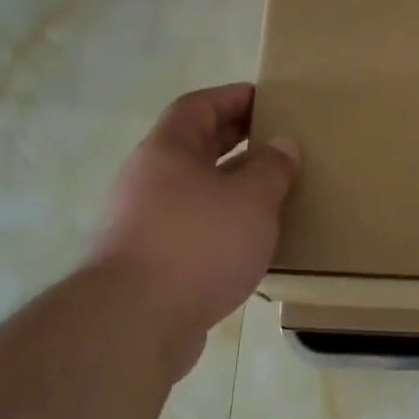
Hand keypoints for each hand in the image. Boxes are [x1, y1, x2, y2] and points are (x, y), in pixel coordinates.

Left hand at [92, 84, 297, 374]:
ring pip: (193, 189)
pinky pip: (190, 226)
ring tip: (270, 191)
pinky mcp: (148, 260)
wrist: (135, 321)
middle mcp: (148, 179)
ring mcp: (142, 221)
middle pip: (194, 146)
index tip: (266, 99)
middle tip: (276, 140)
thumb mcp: (251, 201)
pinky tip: (247, 240)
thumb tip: (282, 145)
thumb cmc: (198, 244)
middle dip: (234, 140)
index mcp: (168, 150)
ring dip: (229, 185)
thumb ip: (272, 169)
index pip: (198, 106)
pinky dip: (219, 223)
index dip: (232, 98)